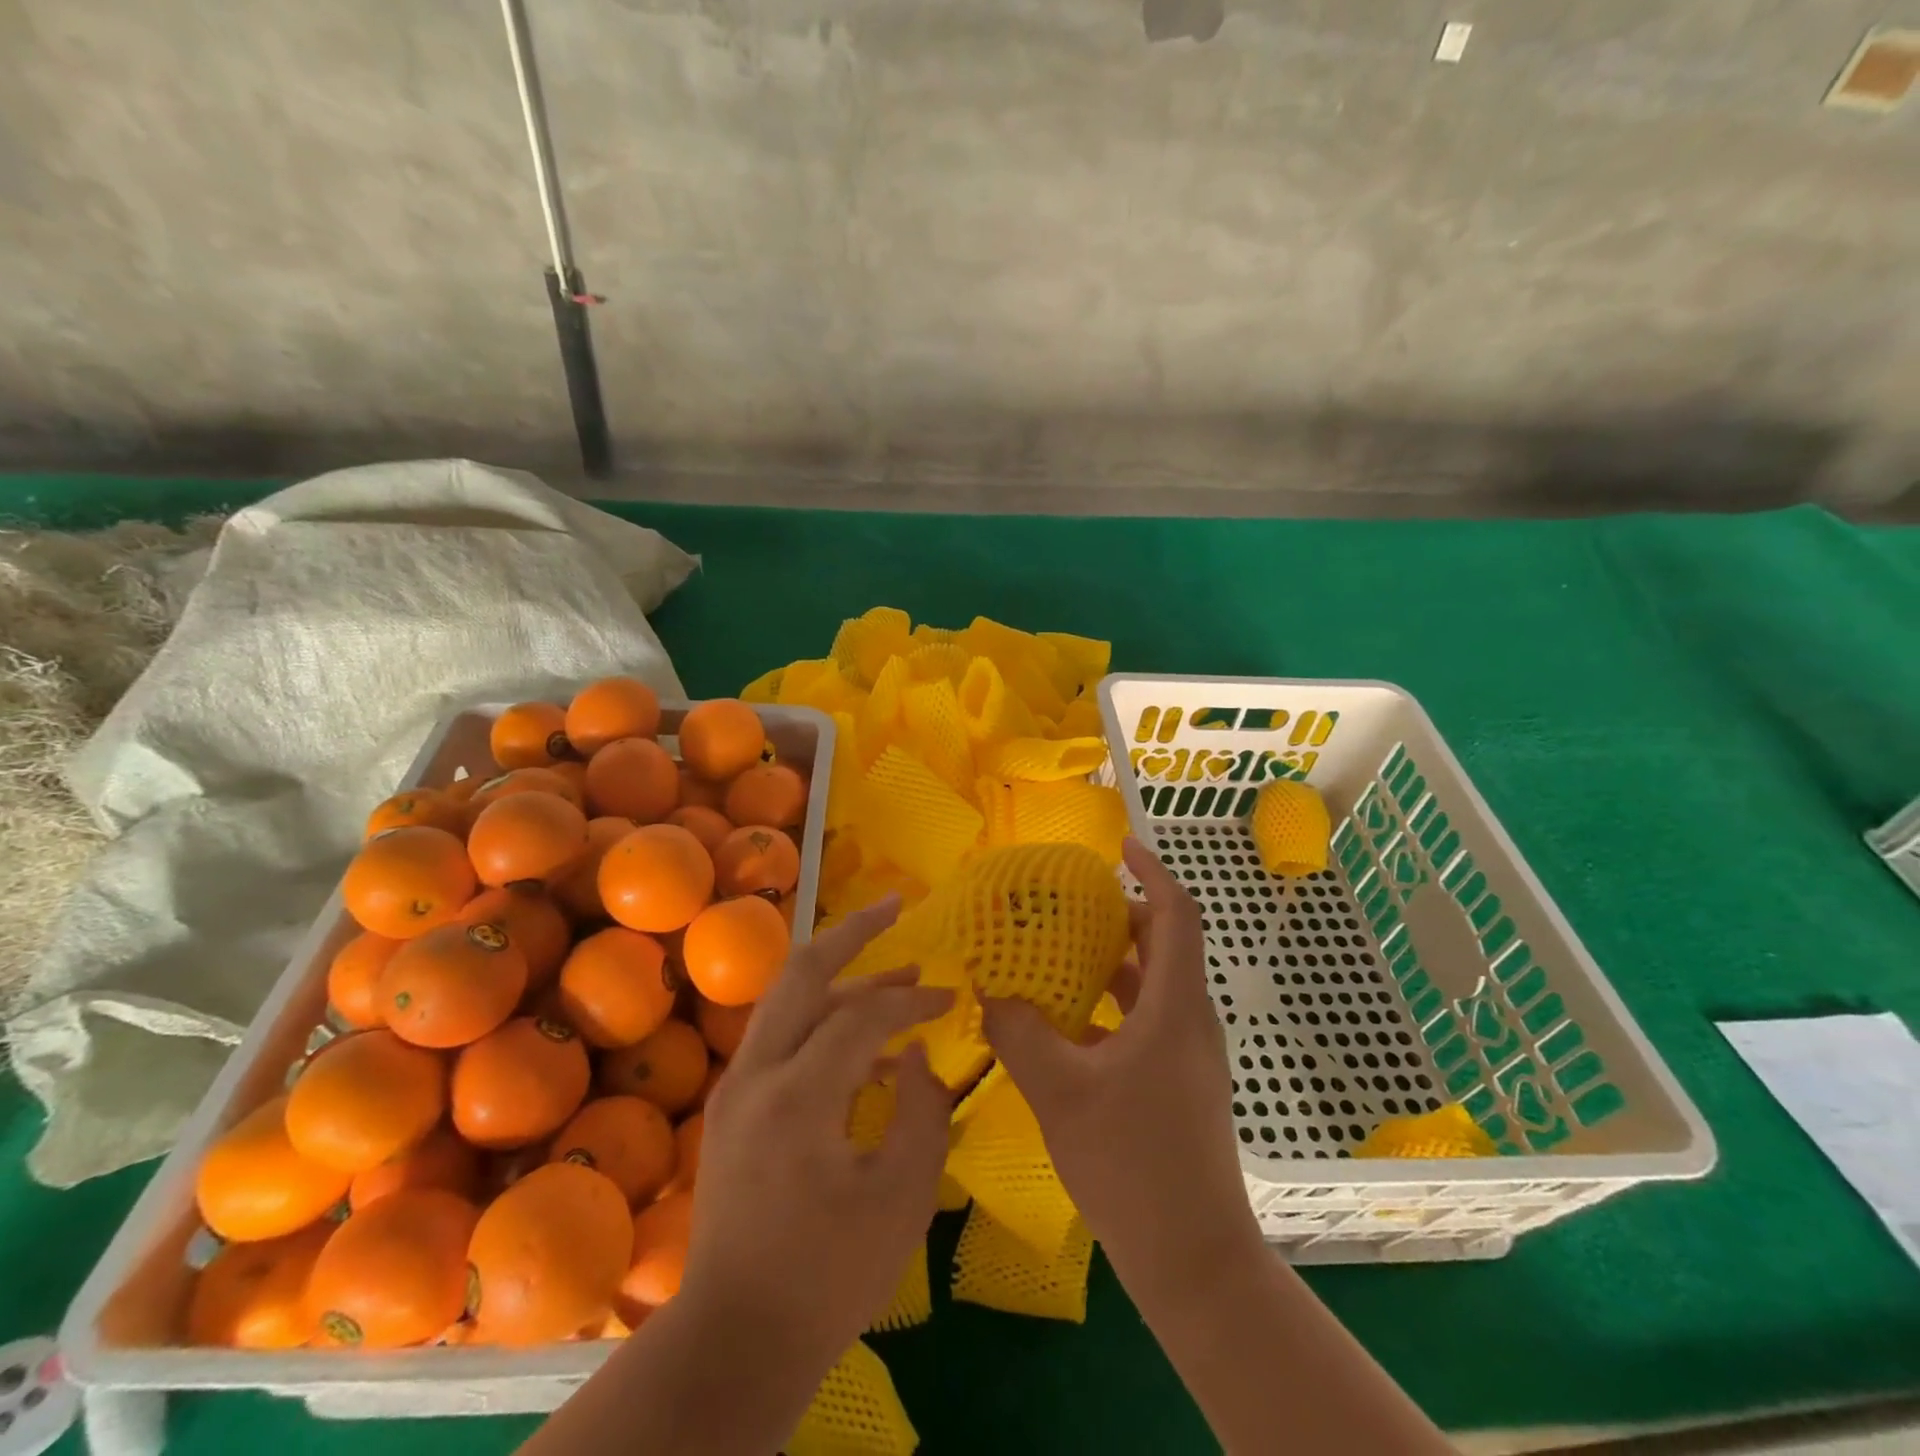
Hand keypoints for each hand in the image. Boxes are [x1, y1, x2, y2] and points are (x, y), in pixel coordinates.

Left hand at [683, 895, 955, 1361]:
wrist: (736, 1338)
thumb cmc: (829, 1275)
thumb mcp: (902, 1197)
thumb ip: (923, 1113)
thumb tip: (918, 1059)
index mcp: (798, 1095)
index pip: (862, 1015)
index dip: (913, 1000)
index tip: (951, 999)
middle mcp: (756, 1073)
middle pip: (801, 972)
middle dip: (852, 932)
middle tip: (895, 905)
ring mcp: (736, 1087)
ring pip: (787, 998)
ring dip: (839, 976)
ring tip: (893, 973)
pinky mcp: (732, 1106)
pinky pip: (781, 1035)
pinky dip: (822, 1018)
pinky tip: (862, 1040)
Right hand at [981, 837, 1260, 1295]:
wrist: (1192, 1258)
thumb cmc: (1132, 1164)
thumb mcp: (1061, 1092)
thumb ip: (1020, 1033)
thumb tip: (989, 989)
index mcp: (1175, 1006)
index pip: (1177, 914)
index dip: (1153, 872)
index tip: (1120, 846)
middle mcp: (1190, 1019)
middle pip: (1163, 944)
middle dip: (1120, 915)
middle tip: (1069, 905)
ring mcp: (1188, 1054)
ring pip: (1152, 984)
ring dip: (1112, 961)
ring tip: (1058, 954)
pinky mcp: (1179, 1082)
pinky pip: (1145, 1020)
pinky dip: (1110, 1005)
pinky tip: (1065, 1024)